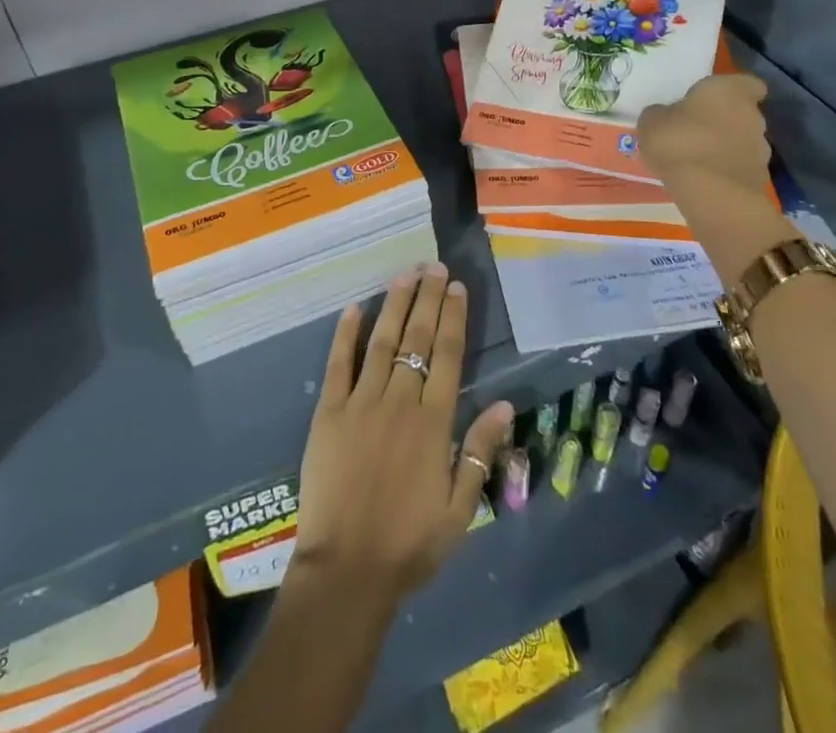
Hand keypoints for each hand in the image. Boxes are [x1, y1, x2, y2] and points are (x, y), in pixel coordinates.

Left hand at [294, 264, 513, 607]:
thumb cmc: (409, 543)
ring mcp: (361, 403)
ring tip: (404, 275)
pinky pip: (339, 364)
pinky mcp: (329, 412)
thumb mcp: (460, 508)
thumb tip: (506, 404)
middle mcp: (400, 401)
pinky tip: (354, 308)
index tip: (457, 287)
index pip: (448, 356)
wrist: (348, 570)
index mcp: (433, 423)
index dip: (454, 318)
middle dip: (428, 299)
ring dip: (395, 305)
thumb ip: (480, 451)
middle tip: (434, 266)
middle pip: (418, 339)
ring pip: (382, 342)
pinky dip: (346, 334)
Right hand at [638, 75, 796, 285]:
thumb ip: (662, 113)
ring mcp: (760, 149)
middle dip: (723, 120)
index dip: (734, 89)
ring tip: (697, 159)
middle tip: (695, 129)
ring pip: (742, 141)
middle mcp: (753, 115)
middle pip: (742, 113)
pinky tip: (703, 179)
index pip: (747, 83)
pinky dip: (725, 170)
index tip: (715, 98)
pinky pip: (739, 167)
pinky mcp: (759, 178)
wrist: (710, 193)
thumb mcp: (652, 121)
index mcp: (729, 90)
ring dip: (725, 146)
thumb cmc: (679, 141)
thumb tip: (666, 115)